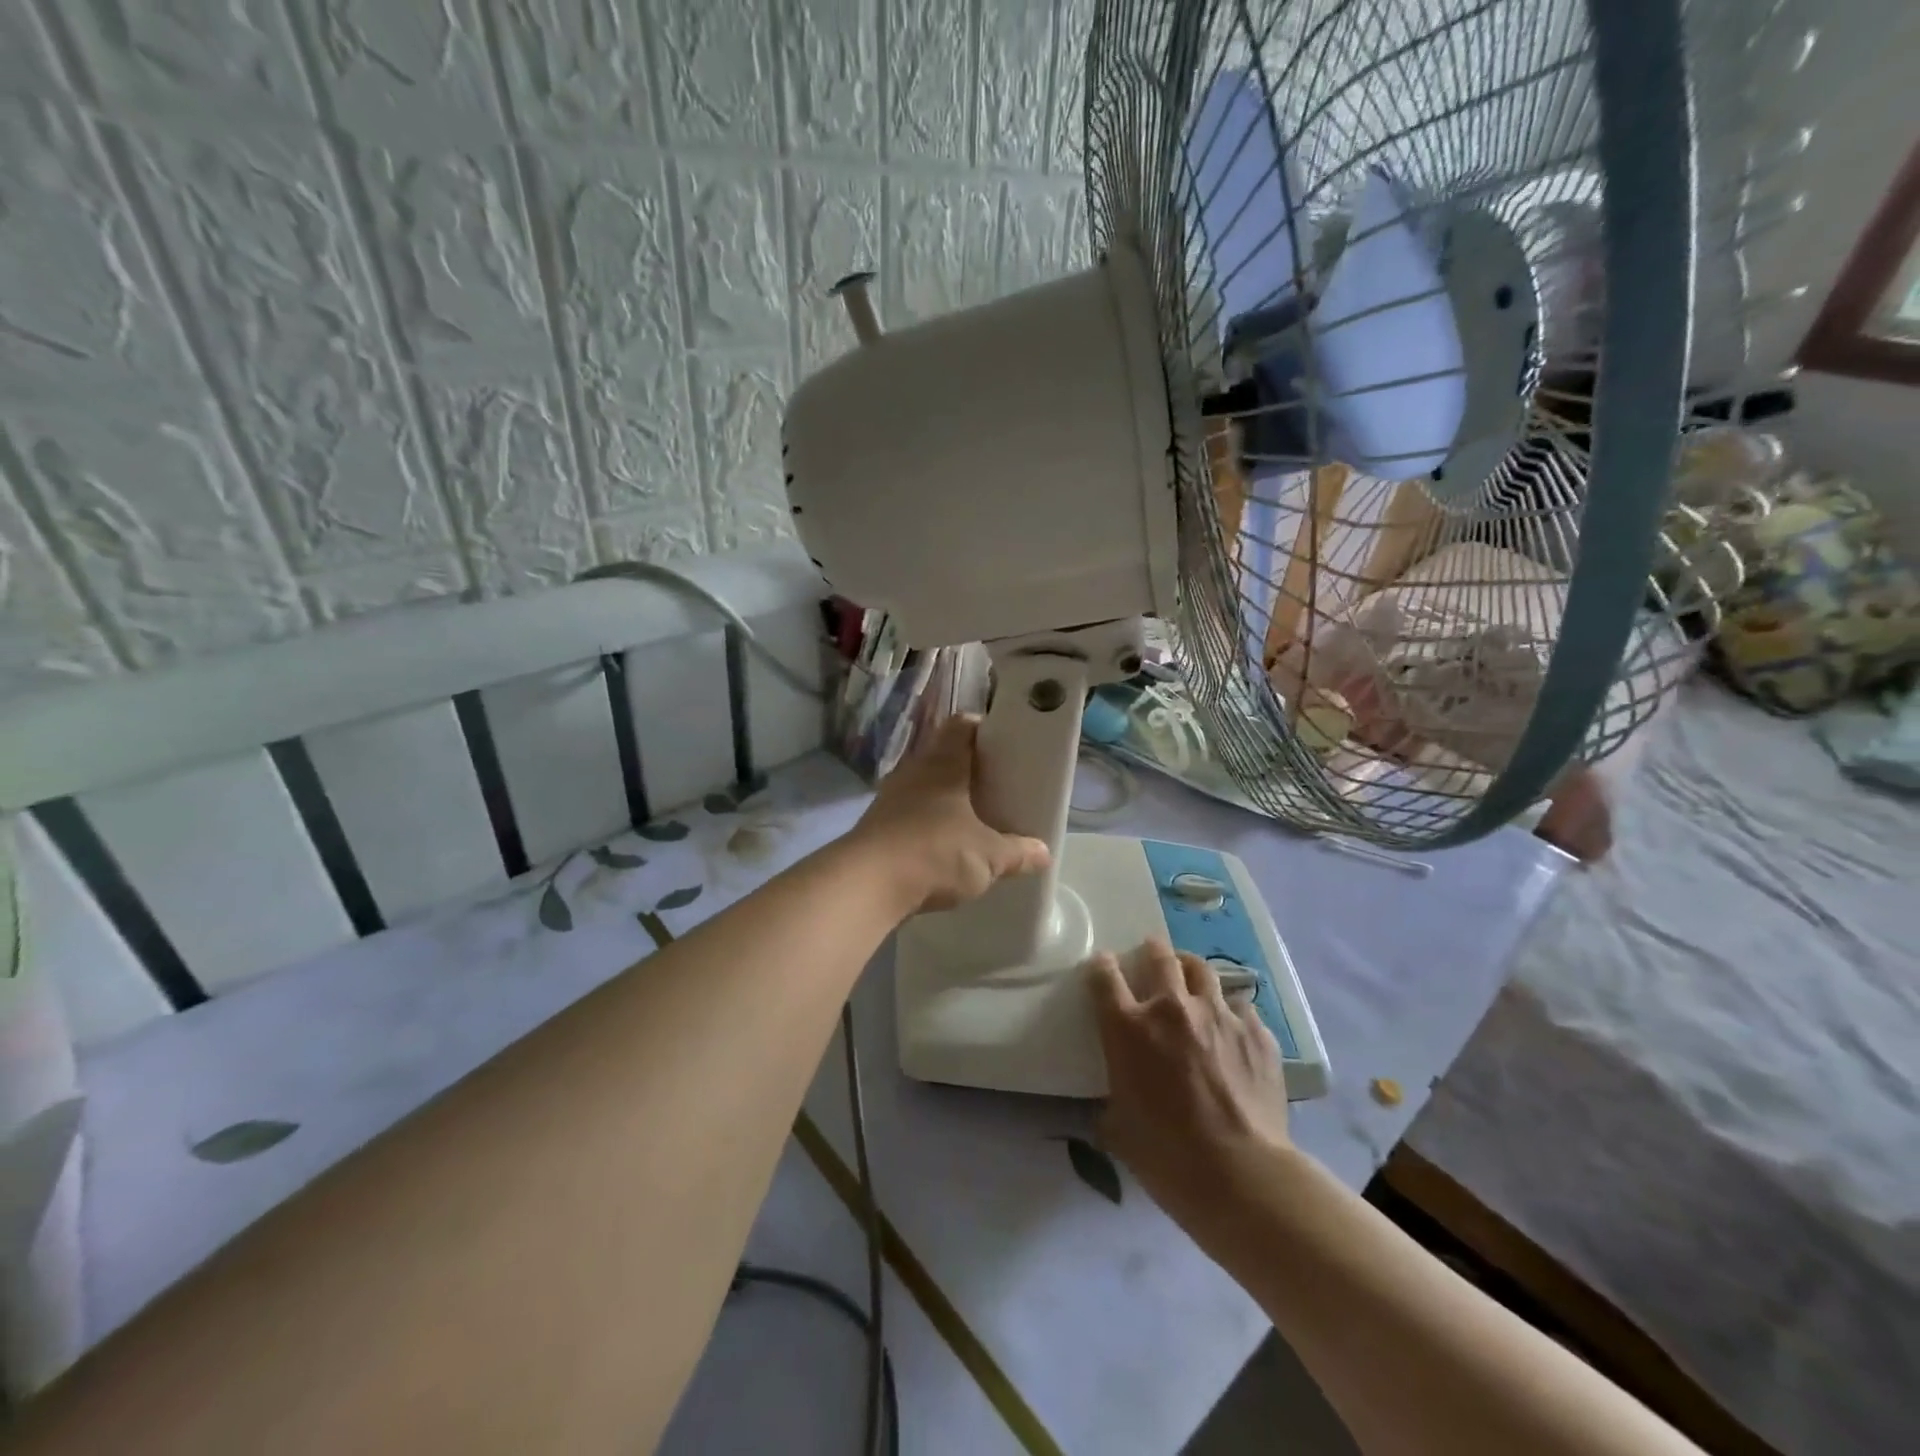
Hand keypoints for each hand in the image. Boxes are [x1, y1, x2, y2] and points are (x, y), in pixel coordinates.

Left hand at [849, 715, 1051, 915]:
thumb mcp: (988, 856)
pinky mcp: (876, 825)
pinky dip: (925, 823)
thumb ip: (1018, 852)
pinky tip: (940, 845)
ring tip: (971, 818)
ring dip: (944, 798)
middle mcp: (914, 771)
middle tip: (994, 786)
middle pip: (942, 755)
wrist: (866, 884)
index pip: (962, 725)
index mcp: (943, 763)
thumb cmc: (935, 853)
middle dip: (968, 768)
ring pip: (923, 785)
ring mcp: (890, 797)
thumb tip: (1044, 853)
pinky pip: (908, 813)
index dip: (983, 728)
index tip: (1004, 745)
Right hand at [1090, 941, 1291, 1231]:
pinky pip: (1241, 1007)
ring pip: (1202, 970)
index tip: (1104, 966)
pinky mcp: (1256, 1032)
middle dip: (1152, 951)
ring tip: (1191, 976)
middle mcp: (1171, 1008)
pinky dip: (1231, 1012)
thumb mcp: (1117, 1128)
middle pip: (1159, 957)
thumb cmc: (1166, 1155)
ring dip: (1191, 970)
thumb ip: (1110, 1102)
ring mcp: (1218, 1015)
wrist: (1240, 1173)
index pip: (1105, 977)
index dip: (1102, 966)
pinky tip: (1233, 1029)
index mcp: (1128, 1027)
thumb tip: (1110, 1106)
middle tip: (1152, 954)